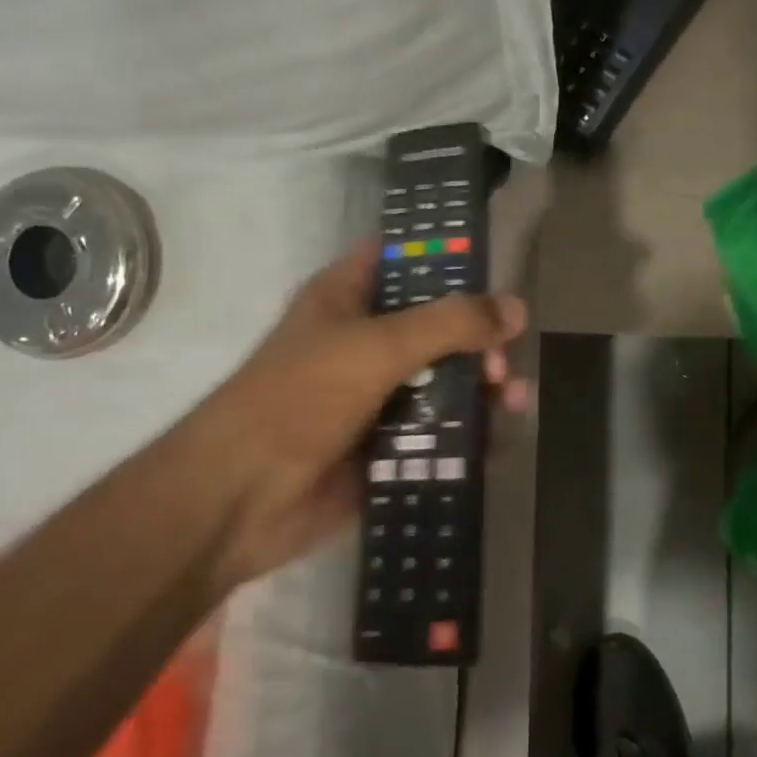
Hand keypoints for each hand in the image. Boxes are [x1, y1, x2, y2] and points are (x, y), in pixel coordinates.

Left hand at [202, 240, 529, 582]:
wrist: (239, 500)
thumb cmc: (300, 399)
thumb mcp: (377, 347)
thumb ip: (450, 324)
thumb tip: (517, 308)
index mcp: (348, 297)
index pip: (404, 257)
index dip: (449, 256)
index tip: (497, 271)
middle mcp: (365, 339)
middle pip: (438, 325)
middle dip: (479, 340)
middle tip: (502, 363)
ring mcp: (376, 394)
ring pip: (444, 380)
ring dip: (482, 389)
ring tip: (512, 402)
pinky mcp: (386, 443)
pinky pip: (439, 431)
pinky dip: (468, 436)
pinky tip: (496, 445)